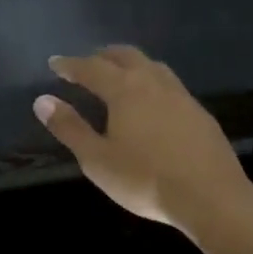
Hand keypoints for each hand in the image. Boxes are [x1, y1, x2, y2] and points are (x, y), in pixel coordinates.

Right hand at [33, 46, 252, 238]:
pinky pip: (168, 84)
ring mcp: (181, 95)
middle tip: (86, 64)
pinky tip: (151, 102)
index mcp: (125, 90)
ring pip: (151, 66)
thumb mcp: (97, 159)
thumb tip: (42, 100)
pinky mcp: (199, 112)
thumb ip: (70, 128)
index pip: (91, 67)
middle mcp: (153, 82)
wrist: (210, 196)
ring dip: (129, 64)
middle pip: (125, 56)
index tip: (55, 63)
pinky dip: (150, 81)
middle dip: (101, 56)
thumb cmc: (145, 180)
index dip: (70, 65)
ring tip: (118, 76)